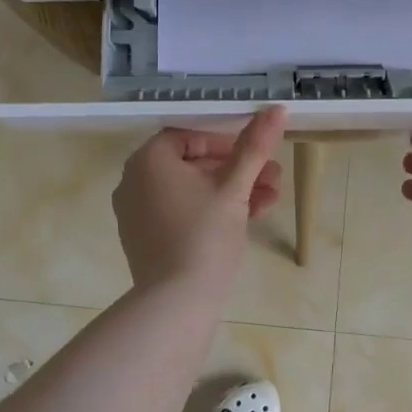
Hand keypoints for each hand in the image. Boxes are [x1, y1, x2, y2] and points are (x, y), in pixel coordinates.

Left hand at [113, 107, 287, 296]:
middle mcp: (134, 182)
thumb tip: (277, 109)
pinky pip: (180, 214)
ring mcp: (136, 214)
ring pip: (191, 192)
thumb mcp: (234, 188)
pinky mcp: (145, 240)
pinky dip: (210, 213)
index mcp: (148, 161)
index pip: (189, 137)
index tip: (256, 157)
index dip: (227, 143)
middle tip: (273, 179)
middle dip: (238, 170)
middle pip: (193, 165)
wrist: (177, 301)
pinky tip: (247, 221)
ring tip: (269, 202)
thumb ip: (254, 147)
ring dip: (231, 192)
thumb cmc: (204, 235)